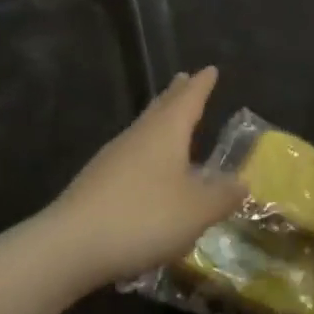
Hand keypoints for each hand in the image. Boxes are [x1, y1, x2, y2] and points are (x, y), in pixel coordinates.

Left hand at [45, 68, 242, 289]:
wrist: (72, 244)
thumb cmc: (144, 217)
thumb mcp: (196, 211)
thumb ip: (222, 196)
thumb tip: (242, 181)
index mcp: (166, 131)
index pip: (189, 99)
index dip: (202, 86)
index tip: (210, 69)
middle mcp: (139, 135)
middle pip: (160, 107)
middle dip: (176, 94)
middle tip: (185, 78)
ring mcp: (113, 157)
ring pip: (143, 128)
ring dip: (159, 119)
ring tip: (169, 119)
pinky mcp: (97, 181)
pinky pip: (130, 154)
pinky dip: (146, 149)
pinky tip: (147, 168)